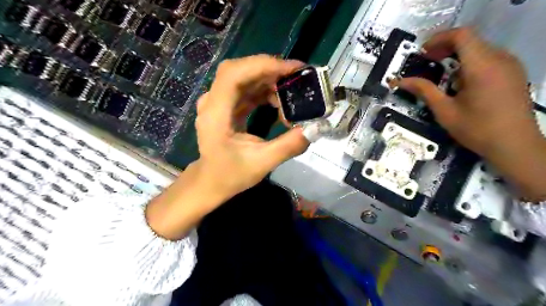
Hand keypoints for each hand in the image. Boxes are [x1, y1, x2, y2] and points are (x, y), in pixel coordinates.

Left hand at [147, 56, 308, 240]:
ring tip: (291, 91)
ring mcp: (218, 102)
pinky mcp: (225, 106)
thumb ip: (288, 146)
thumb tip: (314, 129)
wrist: (211, 181)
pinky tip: (278, 100)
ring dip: (268, 79)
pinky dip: (263, 89)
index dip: (262, 65)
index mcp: (216, 114)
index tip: (292, 70)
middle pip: (239, 70)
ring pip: (243, 77)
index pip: (233, 74)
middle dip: (269, 69)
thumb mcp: (262, 164)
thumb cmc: (231, 175)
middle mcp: (213, 102)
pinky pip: (245, 89)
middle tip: (297, 77)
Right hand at [395, 27, 545, 200]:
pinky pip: (488, 57)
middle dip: (444, 47)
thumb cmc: (476, 129)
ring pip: (478, 48)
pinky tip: (459, 82)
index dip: (438, 39)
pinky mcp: (513, 73)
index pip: (461, 35)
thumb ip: (423, 91)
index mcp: (482, 66)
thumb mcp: (444, 111)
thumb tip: (399, 81)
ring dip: (456, 55)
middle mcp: (499, 59)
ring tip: (440, 73)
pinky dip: (469, 62)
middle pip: (469, 39)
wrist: (514, 145)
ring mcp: (509, 64)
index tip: (422, 53)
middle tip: (426, 62)